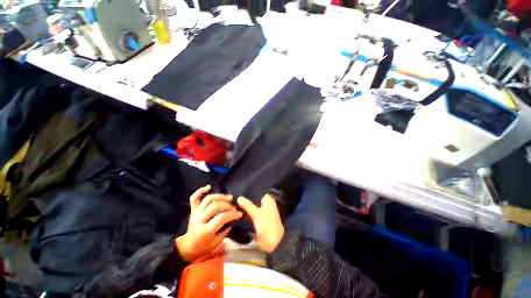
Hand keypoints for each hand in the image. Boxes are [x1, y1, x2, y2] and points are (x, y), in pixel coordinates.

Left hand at [176, 185, 242, 261]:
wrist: (187, 247)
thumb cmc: (203, 247)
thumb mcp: (217, 242)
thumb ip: (225, 230)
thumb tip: (233, 219)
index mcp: (205, 230)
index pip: (221, 218)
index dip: (232, 214)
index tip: (239, 214)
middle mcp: (199, 219)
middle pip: (215, 206)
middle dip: (227, 205)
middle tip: (234, 207)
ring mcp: (195, 213)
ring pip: (208, 199)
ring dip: (220, 196)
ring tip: (229, 197)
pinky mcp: (193, 210)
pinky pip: (194, 198)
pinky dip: (200, 191)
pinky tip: (209, 187)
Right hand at [237, 194, 284, 252]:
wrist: (274, 241)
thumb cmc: (267, 224)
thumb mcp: (256, 214)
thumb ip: (247, 205)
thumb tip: (239, 197)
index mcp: (268, 200)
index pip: (258, 192)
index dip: (250, 191)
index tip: (240, 190)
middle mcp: (266, 204)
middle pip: (255, 199)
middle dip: (246, 199)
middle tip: (235, 197)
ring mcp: (263, 211)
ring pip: (253, 206)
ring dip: (245, 206)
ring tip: (235, 202)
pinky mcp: (260, 218)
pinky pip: (252, 212)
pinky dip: (247, 212)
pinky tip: (238, 211)